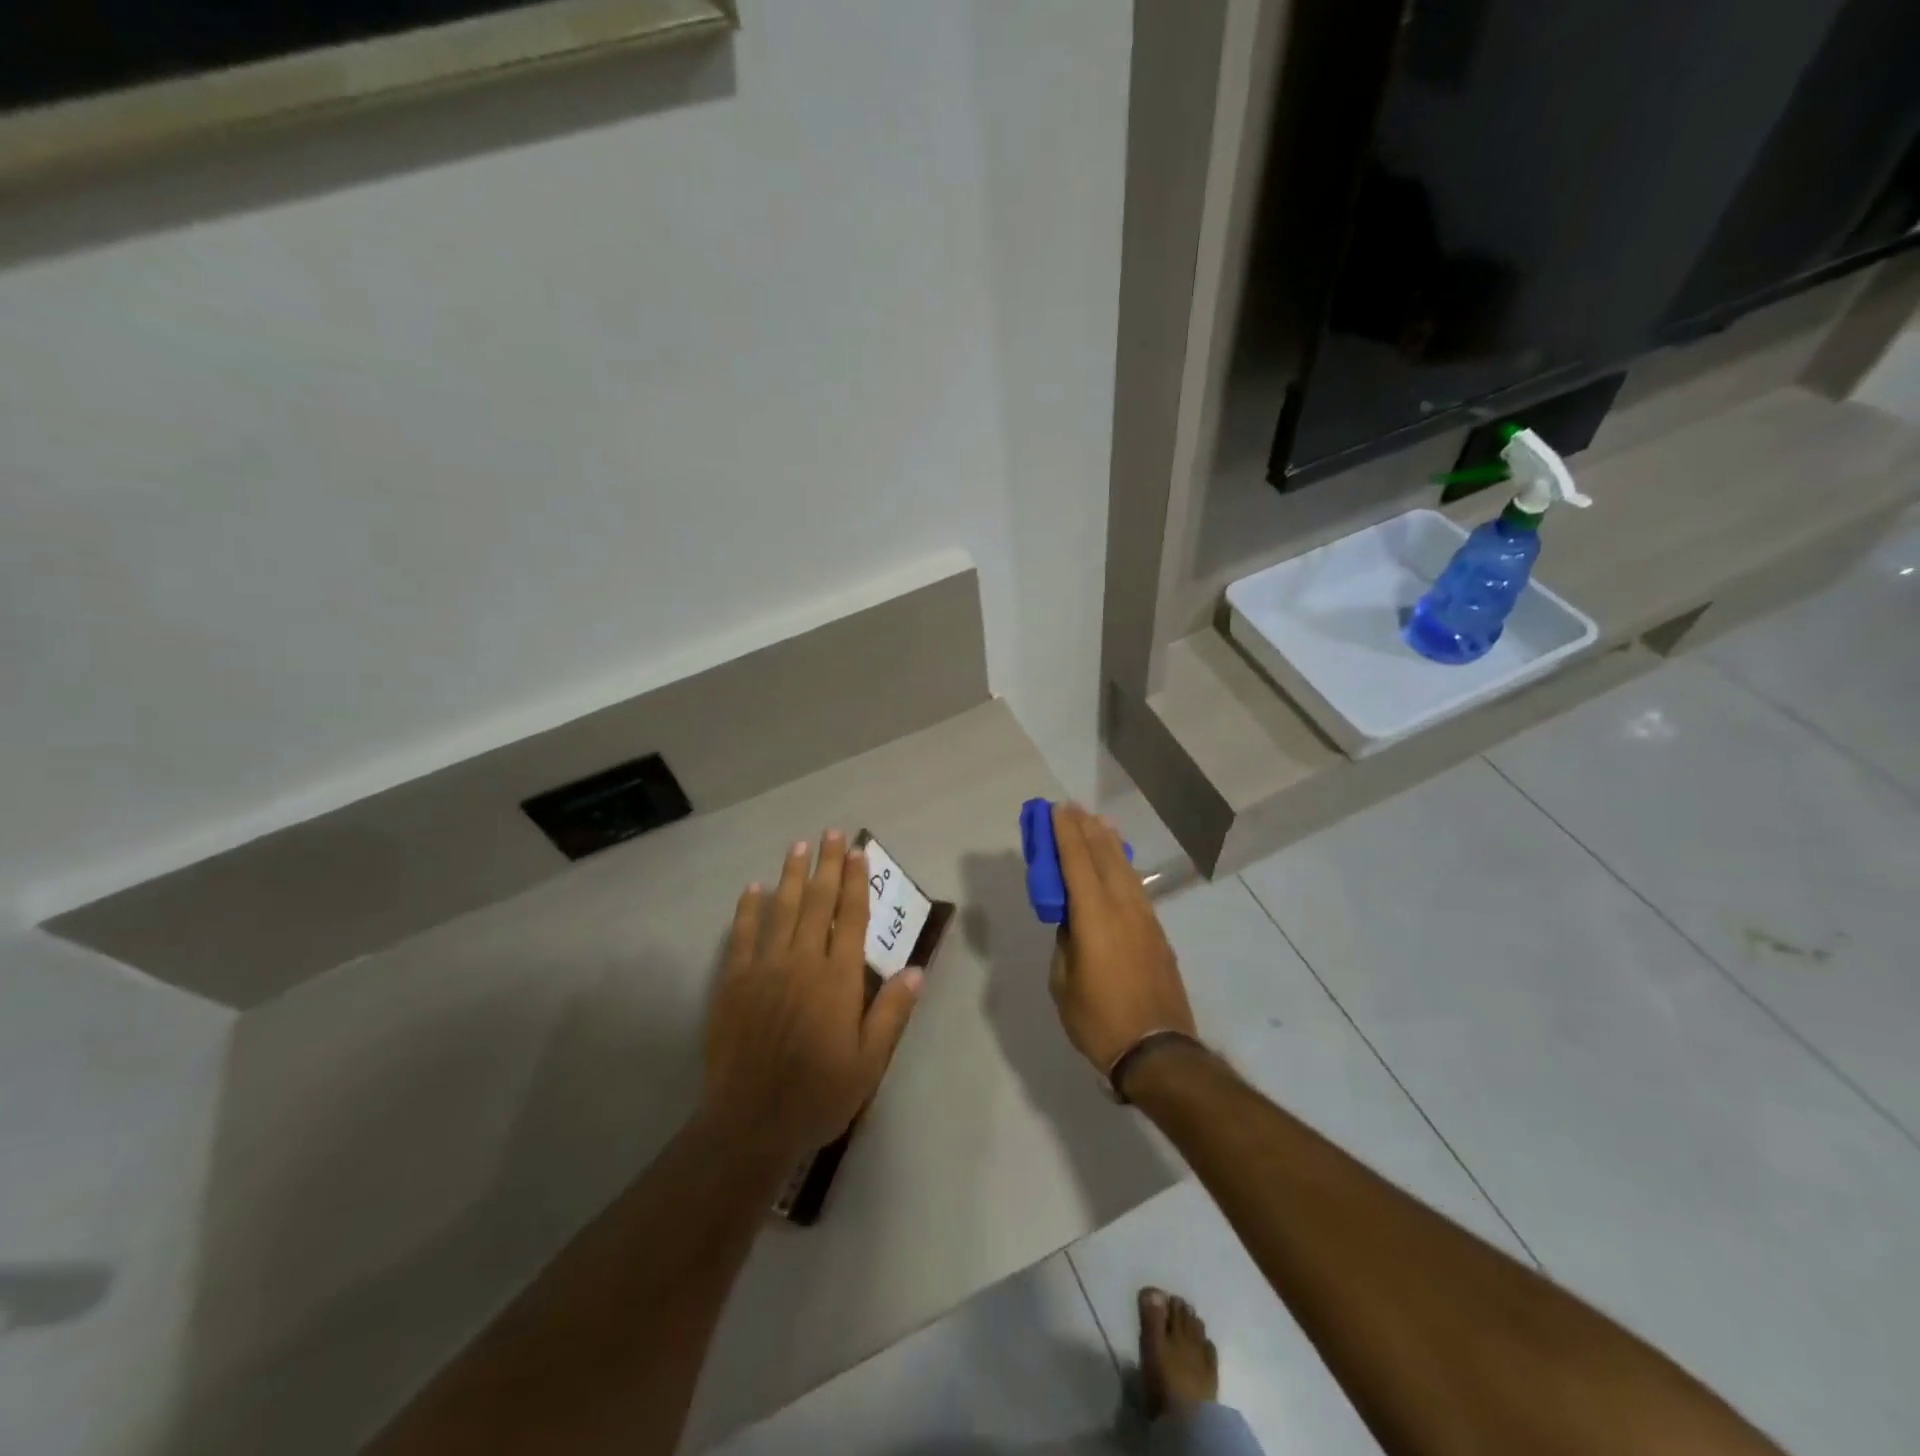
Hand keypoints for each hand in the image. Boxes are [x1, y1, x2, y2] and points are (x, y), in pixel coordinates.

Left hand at [702, 831, 922, 1157]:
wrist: (751, 1122)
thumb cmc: (818, 1094)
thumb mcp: (869, 1061)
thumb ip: (892, 1012)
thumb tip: (916, 970)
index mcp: (837, 978)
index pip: (851, 917)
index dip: (856, 882)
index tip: (858, 852)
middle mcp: (802, 961)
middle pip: (817, 902)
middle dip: (826, 865)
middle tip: (830, 834)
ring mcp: (764, 968)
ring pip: (780, 909)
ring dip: (791, 875)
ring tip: (798, 847)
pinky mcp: (733, 981)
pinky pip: (742, 935)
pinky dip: (748, 909)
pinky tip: (753, 889)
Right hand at [1049, 803, 1197, 1078]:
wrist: (1158, 1051)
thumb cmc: (1099, 1021)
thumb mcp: (1064, 983)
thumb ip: (1065, 943)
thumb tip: (1071, 923)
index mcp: (1095, 918)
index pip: (1076, 863)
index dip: (1064, 834)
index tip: (1055, 810)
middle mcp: (1123, 908)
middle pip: (1104, 857)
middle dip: (1086, 829)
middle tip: (1073, 808)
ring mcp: (1145, 919)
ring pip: (1124, 869)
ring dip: (1109, 843)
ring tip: (1098, 823)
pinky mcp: (1157, 933)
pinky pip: (1135, 887)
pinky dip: (1123, 866)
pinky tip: (1118, 863)